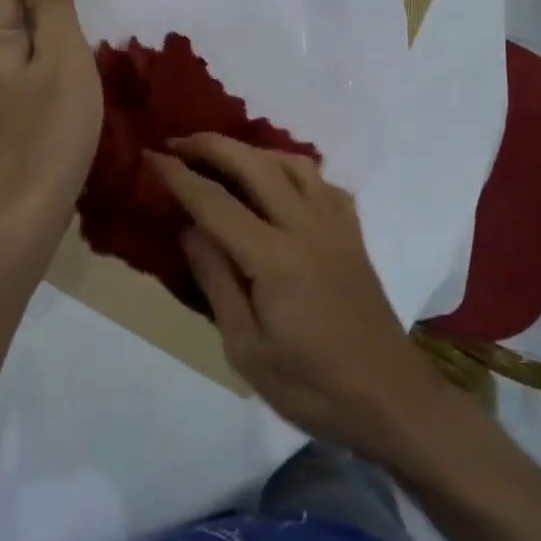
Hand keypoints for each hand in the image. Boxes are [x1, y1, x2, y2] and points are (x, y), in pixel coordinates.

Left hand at [0, 0, 100, 255]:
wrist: (21, 217)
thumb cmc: (50, 134)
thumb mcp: (62, 56)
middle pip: (8, 1)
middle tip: (91, 17)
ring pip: (13, 37)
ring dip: (46, 32)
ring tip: (82, 48)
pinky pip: (13, 66)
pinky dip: (39, 62)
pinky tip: (62, 82)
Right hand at [148, 136, 451, 461]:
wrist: (390, 398)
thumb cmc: (311, 385)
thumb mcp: (246, 348)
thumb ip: (217, 281)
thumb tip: (190, 230)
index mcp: (274, 256)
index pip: (215, 202)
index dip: (179, 176)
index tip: (151, 156)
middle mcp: (306, 225)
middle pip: (254, 165)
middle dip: (211, 146)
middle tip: (178, 142)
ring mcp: (335, 225)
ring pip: (292, 163)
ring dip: (253, 151)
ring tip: (225, 158)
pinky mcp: (353, 234)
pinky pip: (321, 182)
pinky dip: (292, 170)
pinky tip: (280, 184)